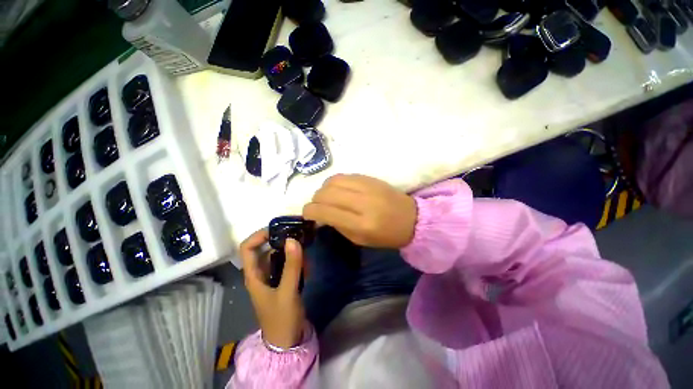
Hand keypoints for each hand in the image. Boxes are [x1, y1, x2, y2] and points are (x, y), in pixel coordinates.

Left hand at [240, 229, 305, 348]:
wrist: (287, 341)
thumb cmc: (282, 318)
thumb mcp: (288, 291)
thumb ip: (291, 266)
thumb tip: (293, 239)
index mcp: (254, 275)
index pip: (247, 248)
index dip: (259, 235)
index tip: (278, 229)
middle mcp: (260, 273)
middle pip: (264, 248)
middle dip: (278, 238)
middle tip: (296, 232)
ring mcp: (271, 276)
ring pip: (276, 254)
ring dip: (288, 248)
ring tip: (303, 244)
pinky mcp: (281, 280)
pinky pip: (286, 263)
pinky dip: (294, 258)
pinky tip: (305, 260)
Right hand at [303, 174, 416, 247]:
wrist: (411, 218)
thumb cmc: (385, 235)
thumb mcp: (359, 240)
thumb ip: (338, 225)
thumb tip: (321, 214)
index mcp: (361, 224)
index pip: (326, 211)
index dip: (310, 211)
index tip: (307, 213)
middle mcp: (363, 203)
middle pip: (326, 193)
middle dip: (315, 199)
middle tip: (317, 206)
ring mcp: (367, 187)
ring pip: (333, 181)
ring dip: (323, 189)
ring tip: (326, 197)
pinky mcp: (370, 178)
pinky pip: (344, 175)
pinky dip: (335, 182)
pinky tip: (337, 189)